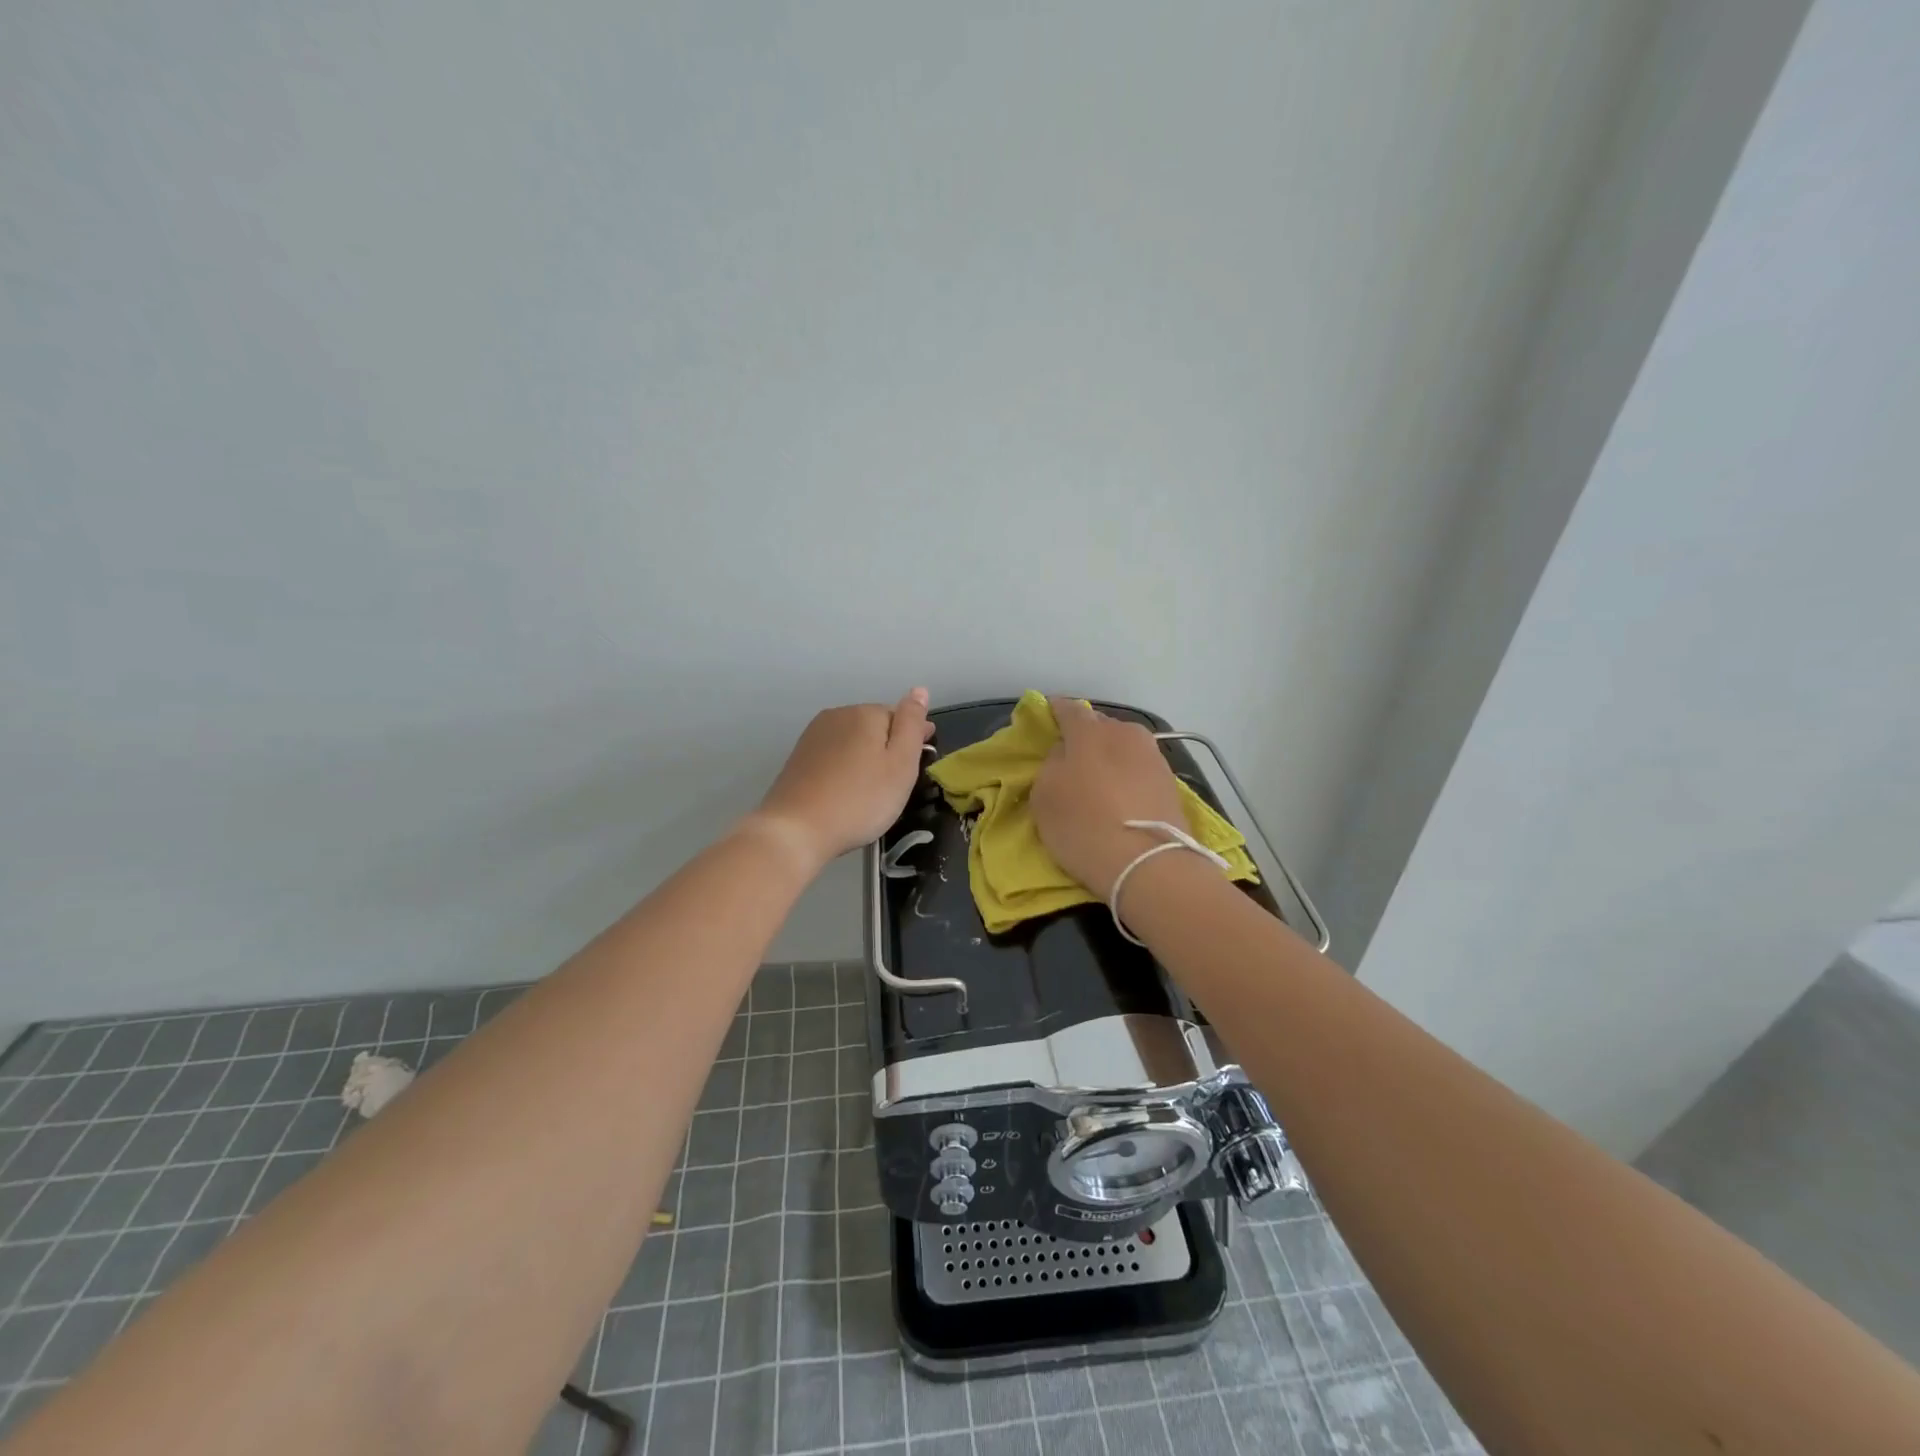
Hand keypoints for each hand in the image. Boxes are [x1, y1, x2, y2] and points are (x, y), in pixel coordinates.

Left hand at [748, 689, 933, 871]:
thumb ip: (911, 724)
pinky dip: (845, 768)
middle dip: (888, 748)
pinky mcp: (799, 757)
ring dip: (865, 757)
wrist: (797, 830)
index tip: (917, 766)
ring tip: (870, 791)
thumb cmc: (860, 799)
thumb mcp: (901, 764)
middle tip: (895, 785)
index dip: (913, 740)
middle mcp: (837, 715)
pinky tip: (845, 791)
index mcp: (865, 713)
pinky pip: (834, 755)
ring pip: (853, 741)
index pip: (900, 716)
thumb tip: (920, 690)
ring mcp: (814, 736)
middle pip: (874, 727)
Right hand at [1031, 697, 1187, 895]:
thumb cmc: (1084, 825)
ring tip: (1098, 784)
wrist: (1148, 864)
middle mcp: (1126, 733)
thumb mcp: (1044, 795)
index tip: (1046, 722)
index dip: (1054, 713)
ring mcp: (1153, 757)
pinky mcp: (1170, 783)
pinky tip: (1120, 799)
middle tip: (1071, 760)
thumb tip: (1066, 754)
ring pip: (1123, 748)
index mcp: (1090, 730)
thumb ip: (1052, 763)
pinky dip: (1127, 778)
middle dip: (1085, 737)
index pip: (1068, 708)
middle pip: (1100, 726)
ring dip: (1109, 759)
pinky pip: (1138, 771)